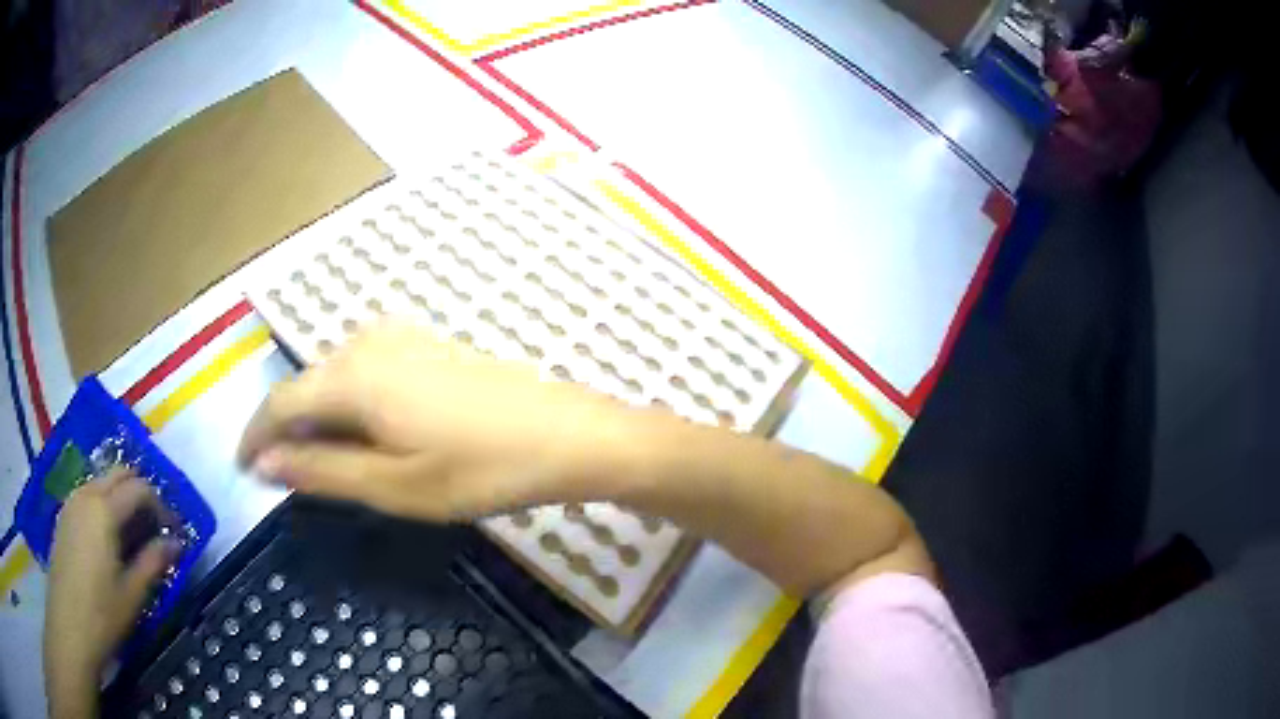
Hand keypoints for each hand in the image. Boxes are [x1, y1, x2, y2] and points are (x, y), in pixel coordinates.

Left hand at [45, 468, 178, 717]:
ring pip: (100, 483)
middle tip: (154, 527)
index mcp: (104, 509)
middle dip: (140, 493)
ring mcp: (71, 503)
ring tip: (133, 535)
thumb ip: (153, 562)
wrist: (69, 623)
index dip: (160, 506)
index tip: (173, 532)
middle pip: (117, 474)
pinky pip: (87, 496)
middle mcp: (86, 494)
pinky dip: (103, 506)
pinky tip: (108, 540)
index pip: (139, 488)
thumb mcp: (133, 594)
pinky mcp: (64, 516)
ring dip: (120, 499)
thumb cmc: (102, 612)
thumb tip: (175, 543)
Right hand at [238, 321, 653, 520]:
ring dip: (320, 416)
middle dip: (289, 429)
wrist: (564, 434)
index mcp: (353, 377)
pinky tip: (368, 431)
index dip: (255, 434)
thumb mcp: (393, 486)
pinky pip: (365, 368)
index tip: (243, 466)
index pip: (281, 402)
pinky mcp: (426, 342)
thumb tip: (264, 462)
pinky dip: (351, 401)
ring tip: (327, 461)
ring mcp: (401, 335)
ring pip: (335, 375)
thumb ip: (321, 471)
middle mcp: (368, 342)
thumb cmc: (479, 469)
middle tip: (287, 475)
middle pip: (306, 384)